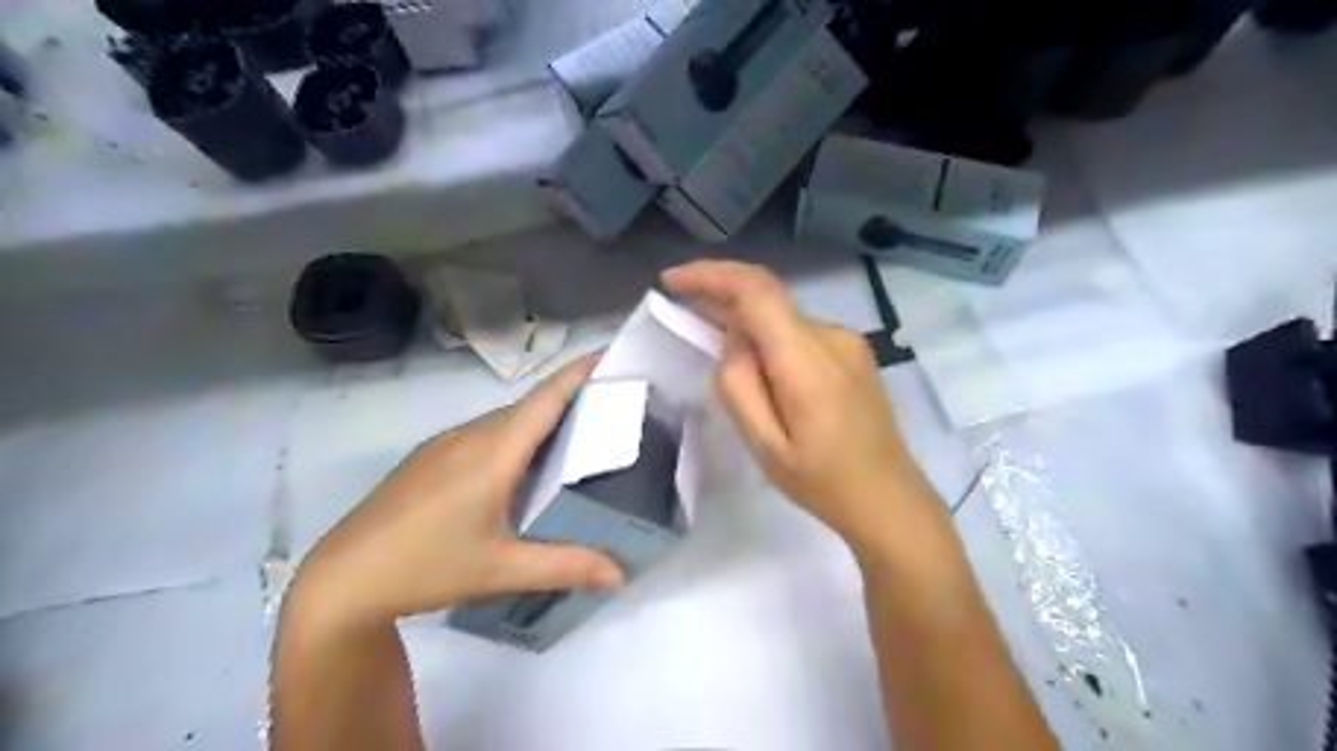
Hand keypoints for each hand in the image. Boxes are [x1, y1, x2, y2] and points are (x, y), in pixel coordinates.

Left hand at [283, 354, 627, 631]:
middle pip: (529, 406)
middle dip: (569, 396)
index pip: (545, 399)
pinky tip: (520, 466)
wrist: (342, 579)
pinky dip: (515, 435)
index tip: (609, 353)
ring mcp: (445, 444)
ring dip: (541, 418)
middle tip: (609, 405)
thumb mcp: (502, 571)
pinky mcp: (429, 458)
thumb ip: (566, 567)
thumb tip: (620, 575)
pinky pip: (484, 433)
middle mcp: (471, 436)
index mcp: (494, 453)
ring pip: (506, 420)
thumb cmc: (426, 567)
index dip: (578, 373)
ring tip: (574, 434)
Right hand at [658, 261, 938, 547]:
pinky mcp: (853, 352)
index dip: (710, 275)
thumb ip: (739, 386)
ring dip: (748, 328)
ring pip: (782, 318)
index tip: (672, 281)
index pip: (755, 290)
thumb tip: (732, 341)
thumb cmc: (823, 482)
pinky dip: (772, 340)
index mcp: (806, 360)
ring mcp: (847, 342)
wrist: (889, 498)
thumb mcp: (766, 446)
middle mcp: (830, 336)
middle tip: (687, 319)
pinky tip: (764, 375)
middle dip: (722, 301)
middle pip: (767, 299)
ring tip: (729, 367)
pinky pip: (800, 333)